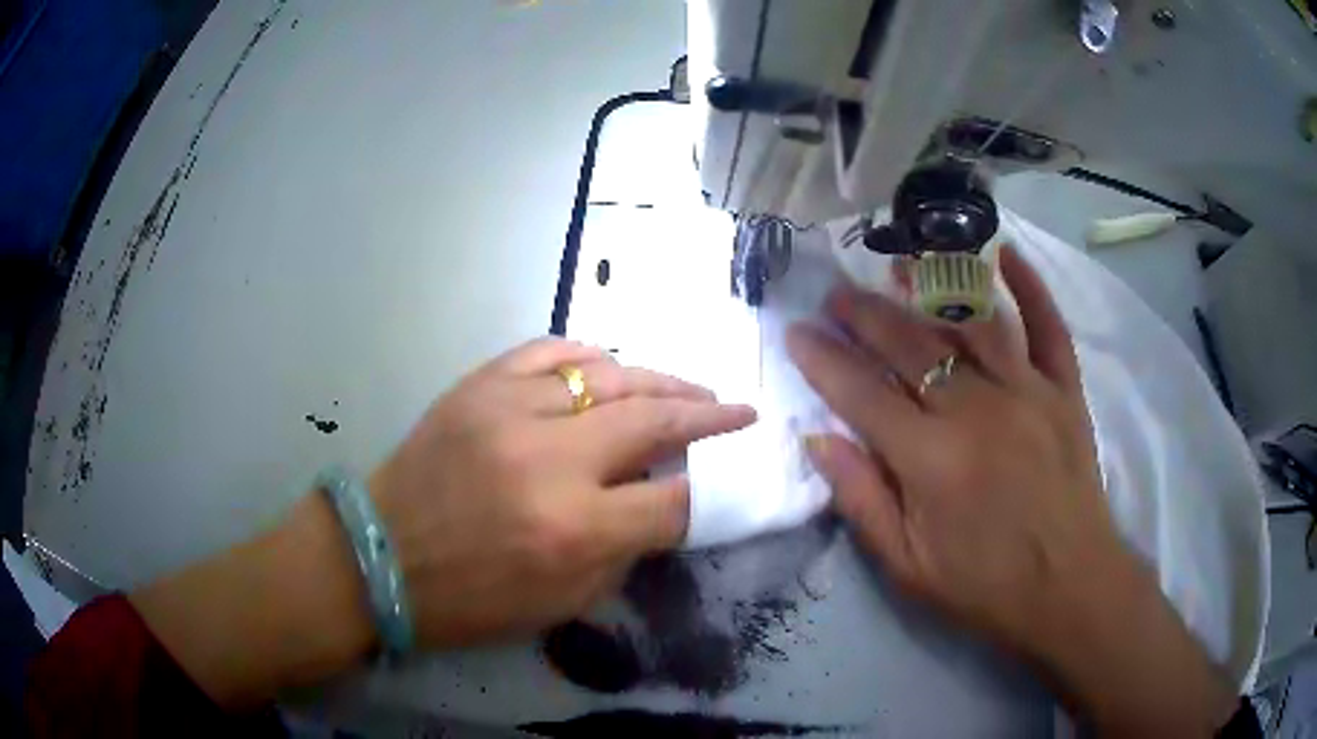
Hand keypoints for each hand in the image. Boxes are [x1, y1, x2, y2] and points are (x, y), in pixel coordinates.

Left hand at [131, 338, 753, 706]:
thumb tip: (664, 502)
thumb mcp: (561, 603)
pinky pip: (549, 352)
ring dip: (659, 379)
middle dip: (707, 414)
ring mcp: (509, 411)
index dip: (706, 490)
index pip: (671, 500)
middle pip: (653, 419)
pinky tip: (614, 365)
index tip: (723, 478)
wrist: (380, 556)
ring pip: (609, 375)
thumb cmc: (470, 598)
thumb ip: (624, 552)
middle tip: (737, 408)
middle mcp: (550, 460)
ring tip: (690, 385)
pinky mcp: (478, 386)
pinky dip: (591, 357)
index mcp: (572, 529)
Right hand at [787, 247, 1235, 734]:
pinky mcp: (1065, 389)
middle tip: (838, 293)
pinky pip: (1048, 325)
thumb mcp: (907, 567)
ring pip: (973, 320)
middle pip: (912, 344)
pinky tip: (1006, 253)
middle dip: (866, 314)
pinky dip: (1030, 286)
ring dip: (933, 286)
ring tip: (901, 263)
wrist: (1069, 587)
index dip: (823, 360)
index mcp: (932, 461)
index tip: (796, 332)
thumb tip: (819, 439)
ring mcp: (1028, 391)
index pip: (862, 394)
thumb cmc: (985, 585)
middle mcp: (978, 411)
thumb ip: (861, 501)